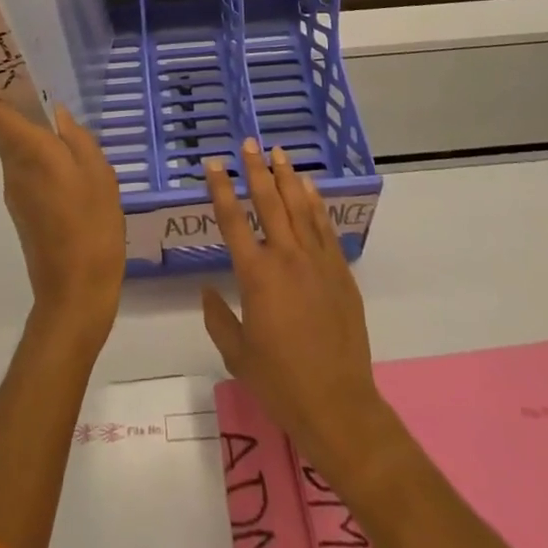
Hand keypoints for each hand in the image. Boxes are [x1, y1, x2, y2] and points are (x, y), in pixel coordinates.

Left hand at [0, 84, 124, 358]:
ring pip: (16, 150)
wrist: (75, 293)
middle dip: (20, 107)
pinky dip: (42, 159)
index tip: (16, 74)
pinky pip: (27, 171)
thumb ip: (77, 138)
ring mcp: (16, 193)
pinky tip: (74, 169)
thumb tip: (57, 116)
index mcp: (29, 152)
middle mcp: (13, 169)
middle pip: (3, 128)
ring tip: (72, 133)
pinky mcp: (23, 212)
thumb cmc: (91, 226)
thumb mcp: (98, 174)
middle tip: (53, 95)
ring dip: (34, 134)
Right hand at [203, 138, 385, 477]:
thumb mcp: (238, 355)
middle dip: (256, 170)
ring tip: (278, 152)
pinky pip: (325, 228)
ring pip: (300, 207)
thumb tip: (207, 291)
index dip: (221, 189)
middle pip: (269, 202)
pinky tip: (310, 188)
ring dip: (287, 177)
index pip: (233, 221)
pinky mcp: (340, 272)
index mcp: (256, 275)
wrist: (338, 404)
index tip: (214, 163)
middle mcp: (286, 258)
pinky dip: (316, 204)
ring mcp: (317, 262)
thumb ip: (219, 318)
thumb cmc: (281, 382)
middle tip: (249, 143)